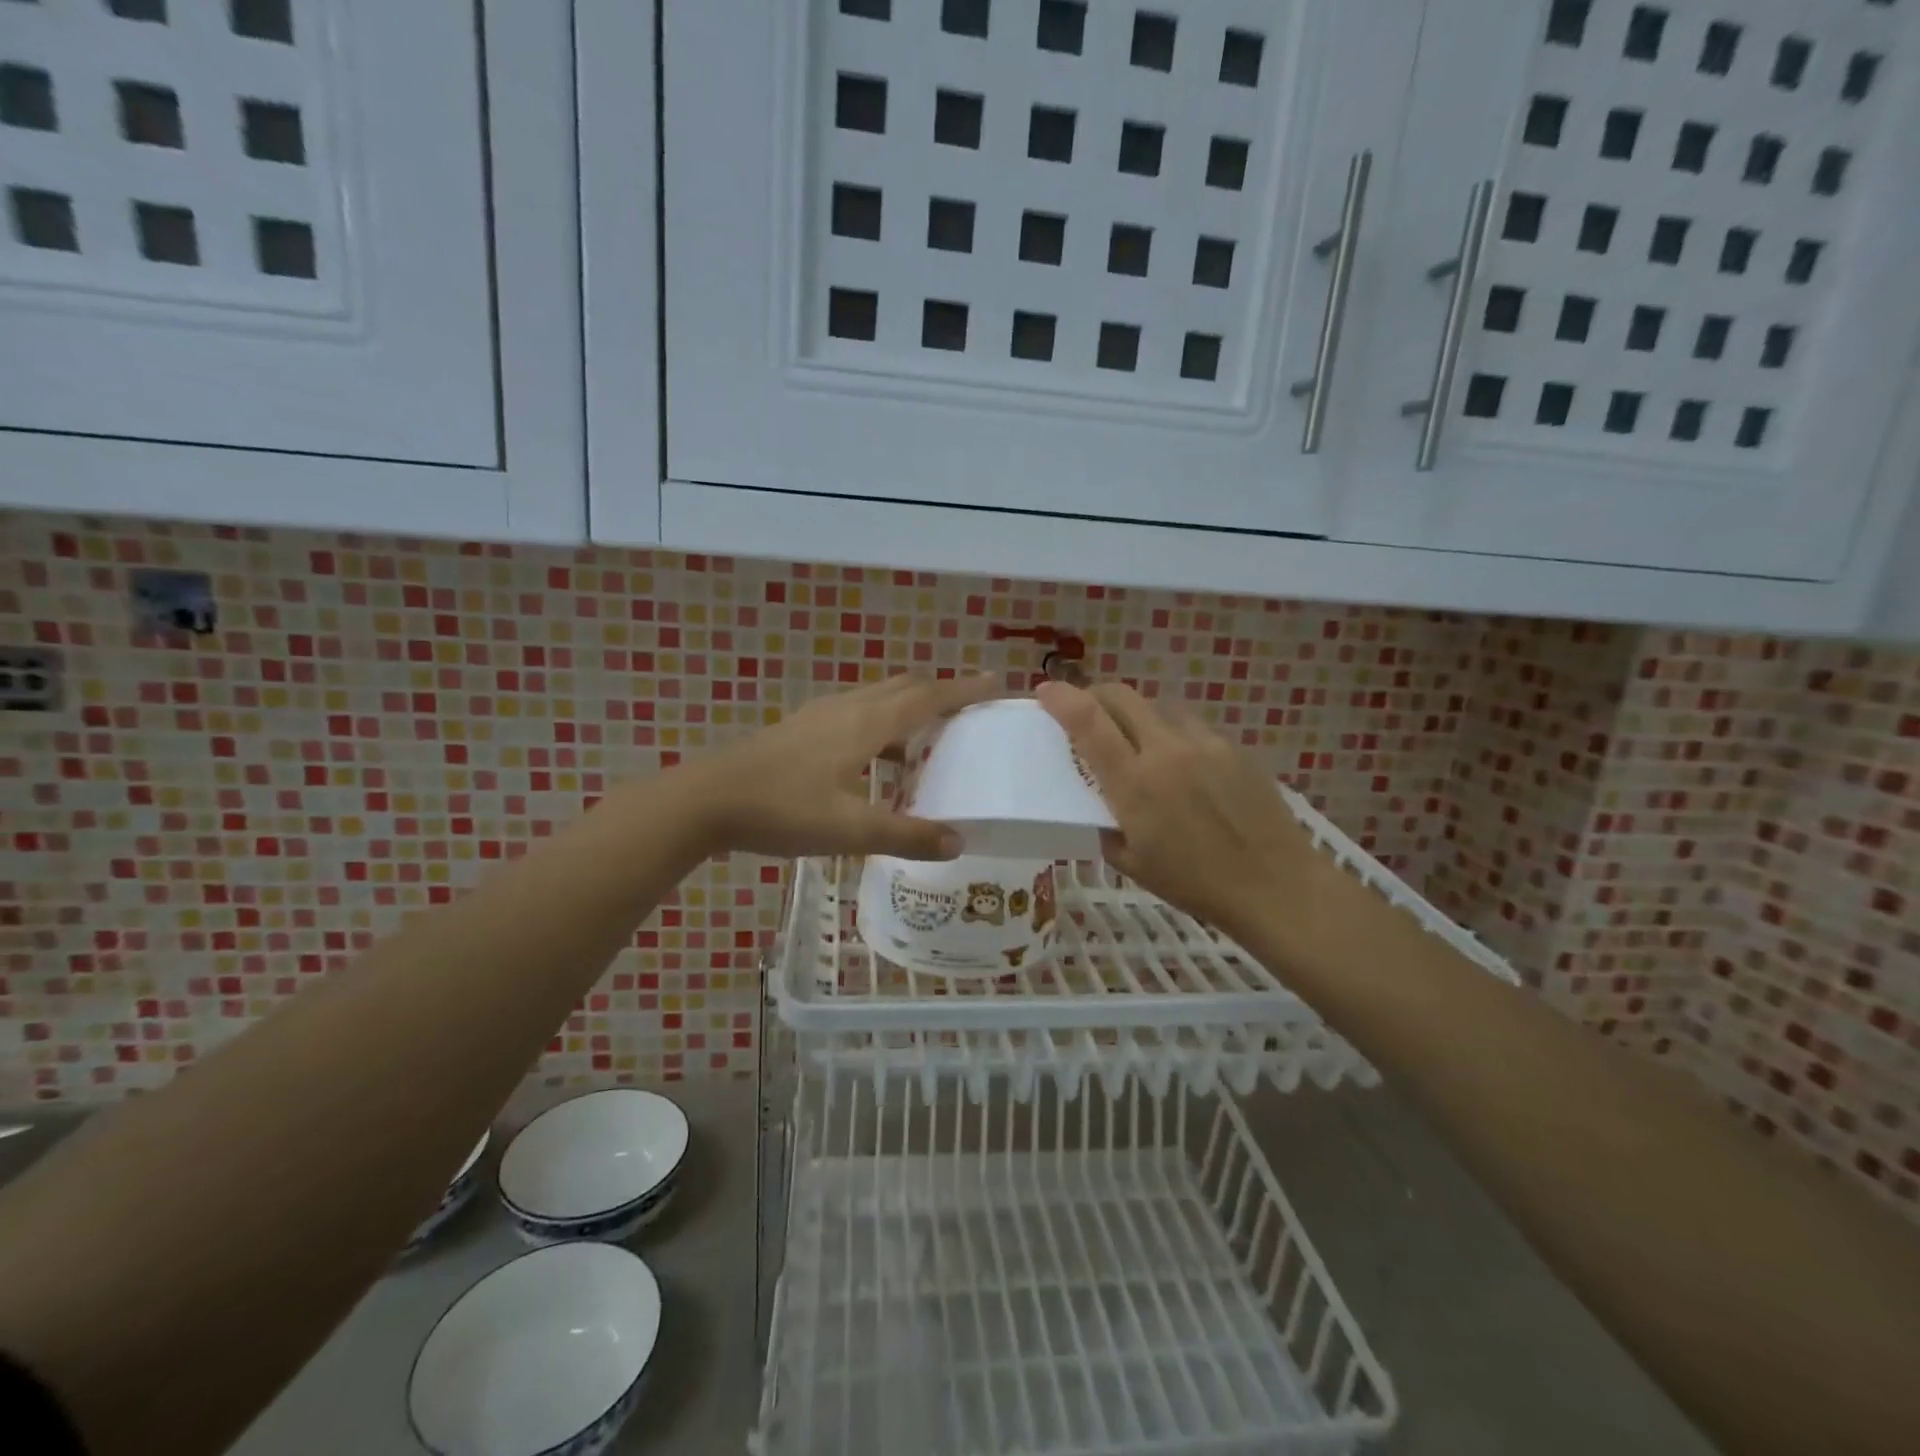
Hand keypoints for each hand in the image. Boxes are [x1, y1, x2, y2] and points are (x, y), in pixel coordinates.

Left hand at [684, 674, 1000, 859]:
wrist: (706, 800)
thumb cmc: (782, 809)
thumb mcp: (849, 830)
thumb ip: (905, 836)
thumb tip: (957, 842)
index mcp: (866, 723)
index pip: (928, 697)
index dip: (965, 689)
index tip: (997, 682)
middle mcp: (847, 708)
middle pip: (904, 688)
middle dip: (940, 694)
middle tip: (968, 713)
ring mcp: (819, 715)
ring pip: (877, 699)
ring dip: (907, 711)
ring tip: (927, 742)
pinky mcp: (799, 729)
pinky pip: (854, 715)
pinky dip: (880, 726)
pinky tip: (873, 760)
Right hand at [1036, 681, 1317, 942]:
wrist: (1275, 884)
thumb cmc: (1195, 884)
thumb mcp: (1132, 864)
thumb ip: (1106, 827)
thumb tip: (1099, 807)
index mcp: (1134, 783)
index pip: (1088, 721)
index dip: (1061, 698)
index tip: (1044, 691)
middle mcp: (1166, 751)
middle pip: (1122, 696)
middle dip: (1096, 695)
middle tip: (1086, 711)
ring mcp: (1205, 743)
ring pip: (1158, 706)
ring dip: (1136, 714)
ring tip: (1136, 740)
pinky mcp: (1234, 747)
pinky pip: (1191, 726)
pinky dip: (1172, 733)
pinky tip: (1181, 763)